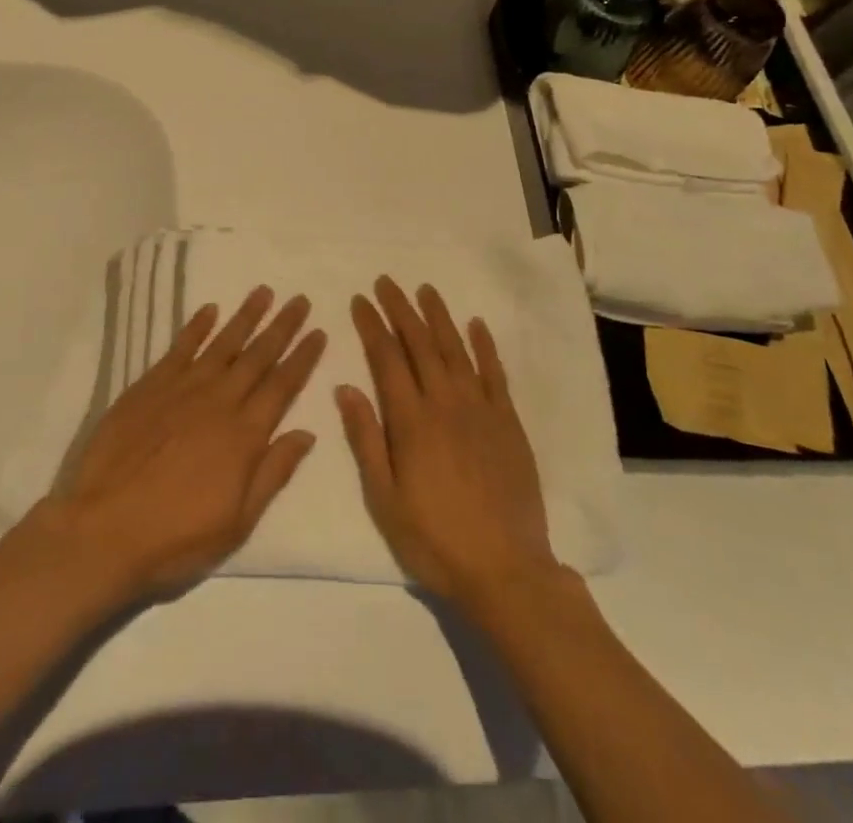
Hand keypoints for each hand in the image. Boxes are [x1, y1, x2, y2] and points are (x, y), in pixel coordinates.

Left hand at [36, 286, 326, 600]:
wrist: (102, 531)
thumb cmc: (175, 539)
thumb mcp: (237, 523)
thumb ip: (272, 473)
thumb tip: (307, 433)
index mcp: (244, 435)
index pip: (283, 386)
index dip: (303, 358)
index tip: (319, 332)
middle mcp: (218, 401)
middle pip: (258, 356)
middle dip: (282, 327)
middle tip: (299, 299)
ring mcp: (182, 389)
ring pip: (222, 343)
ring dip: (245, 316)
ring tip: (263, 291)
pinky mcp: (149, 386)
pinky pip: (179, 348)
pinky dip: (196, 327)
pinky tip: (209, 310)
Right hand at [338, 277, 556, 607]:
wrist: (505, 570)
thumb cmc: (434, 539)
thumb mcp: (384, 499)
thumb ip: (365, 439)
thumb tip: (345, 386)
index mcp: (411, 421)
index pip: (386, 358)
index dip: (372, 325)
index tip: (360, 300)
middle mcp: (445, 403)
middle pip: (420, 344)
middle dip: (400, 309)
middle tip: (386, 282)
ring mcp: (480, 410)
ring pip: (455, 350)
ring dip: (439, 317)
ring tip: (425, 290)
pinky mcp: (507, 422)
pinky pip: (494, 374)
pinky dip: (484, 346)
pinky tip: (476, 325)